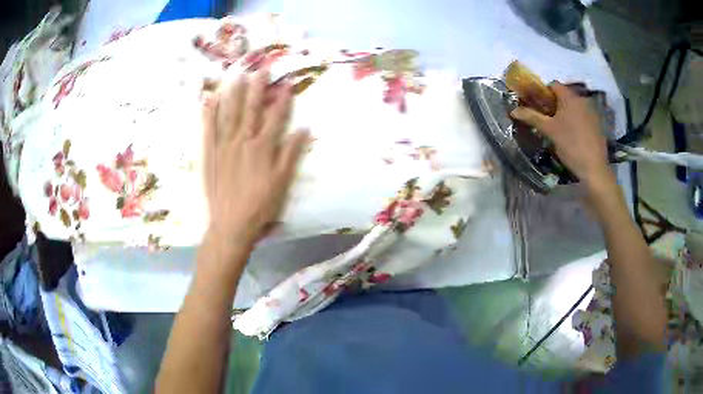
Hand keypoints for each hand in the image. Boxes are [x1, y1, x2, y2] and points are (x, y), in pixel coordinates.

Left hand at [201, 69, 308, 245]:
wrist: (231, 224)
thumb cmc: (261, 206)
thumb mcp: (282, 182)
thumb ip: (291, 154)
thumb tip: (304, 129)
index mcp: (263, 147)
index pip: (276, 116)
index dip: (283, 99)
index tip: (288, 82)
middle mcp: (243, 140)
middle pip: (251, 108)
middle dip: (258, 87)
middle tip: (261, 68)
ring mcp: (224, 145)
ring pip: (229, 113)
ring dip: (234, 93)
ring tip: (237, 75)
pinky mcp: (210, 154)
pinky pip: (208, 129)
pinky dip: (209, 113)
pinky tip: (210, 98)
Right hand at [510, 82, 612, 190]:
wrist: (594, 168)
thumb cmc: (570, 144)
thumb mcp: (549, 130)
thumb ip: (532, 117)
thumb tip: (513, 110)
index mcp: (569, 97)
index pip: (553, 85)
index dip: (543, 93)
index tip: (538, 107)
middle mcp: (582, 99)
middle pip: (564, 96)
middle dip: (554, 105)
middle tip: (547, 120)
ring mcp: (592, 112)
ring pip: (574, 107)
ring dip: (565, 114)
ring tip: (559, 130)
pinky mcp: (597, 125)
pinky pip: (583, 117)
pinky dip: (576, 122)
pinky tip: (573, 137)